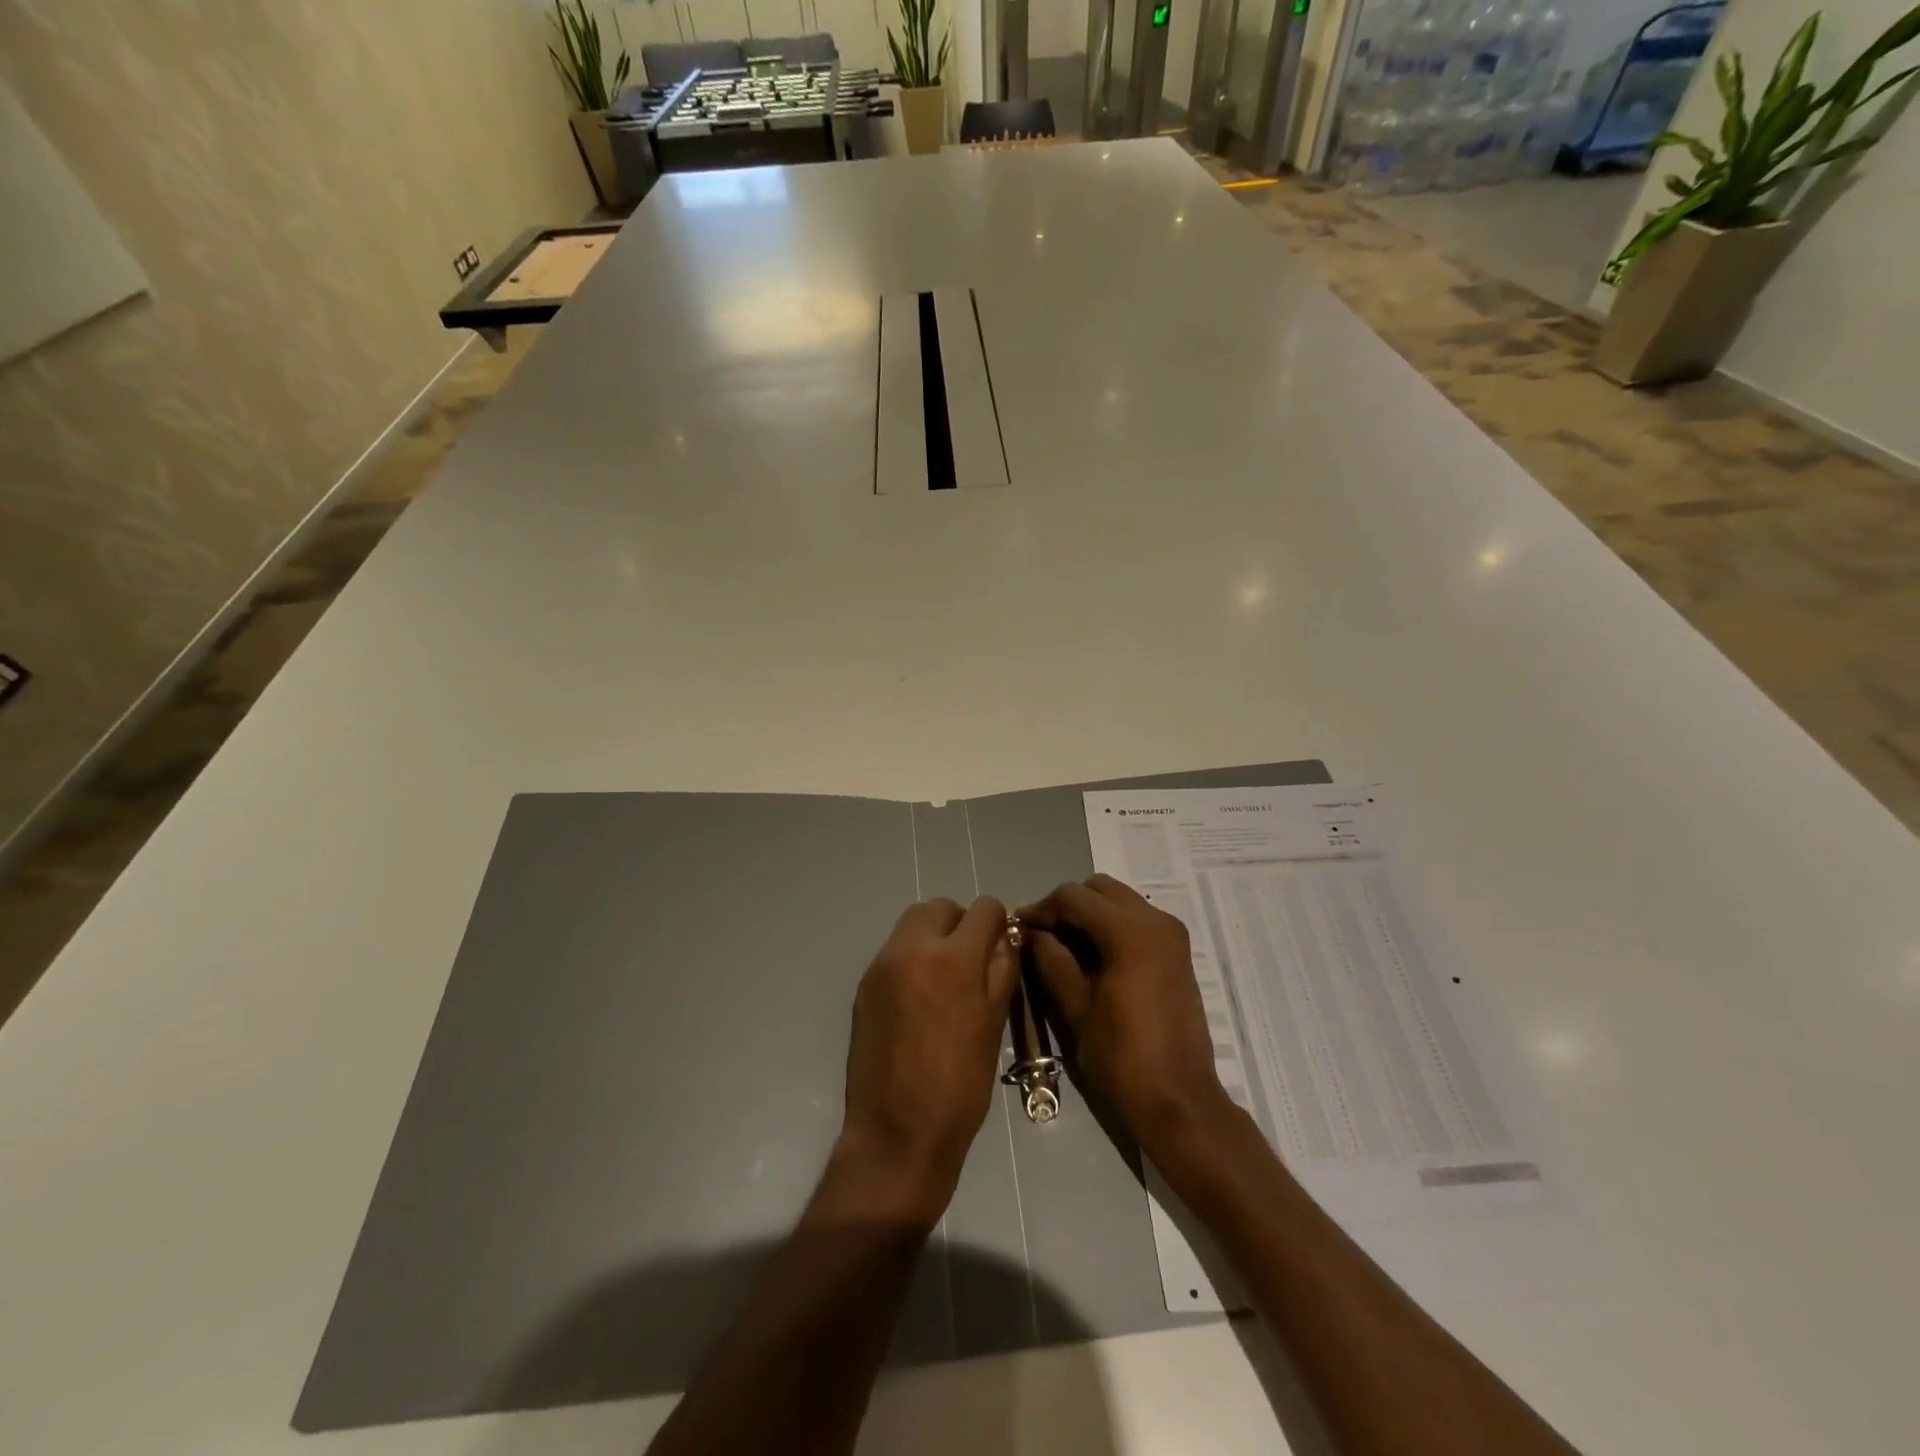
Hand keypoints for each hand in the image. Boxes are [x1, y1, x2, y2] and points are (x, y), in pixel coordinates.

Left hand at [839, 897, 1017, 1220]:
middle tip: (972, 961)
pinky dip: (912, 958)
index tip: (1000, 947)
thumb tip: (1005, 939)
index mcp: (953, 959)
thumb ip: (1002, 971)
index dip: (998, 923)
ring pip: (913, 924)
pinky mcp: (864, 985)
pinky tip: (920, 998)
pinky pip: (894, 951)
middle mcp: (912, 949)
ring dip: (934, 936)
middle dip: (961, 923)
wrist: (897, 1133)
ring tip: (945, 978)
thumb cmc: (959, 1085)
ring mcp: (882, 965)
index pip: (983, 909)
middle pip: (940, 907)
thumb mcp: (994, 1025)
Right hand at [1019, 874, 1232, 1159]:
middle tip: (1041, 934)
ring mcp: (1171, 935)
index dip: (1041, 908)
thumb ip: (1050, 959)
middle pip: (1099, 889)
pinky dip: (1109, 926)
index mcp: (1131, 932)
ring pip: (1119, 901)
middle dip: (1066, 905)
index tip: (1018, 927)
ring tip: (1061, 945)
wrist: (1179, 1101)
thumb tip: (1031, 932)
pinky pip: (1136, 920)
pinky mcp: (1176, 952)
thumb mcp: (1075, 1006)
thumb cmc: (1122, 1057)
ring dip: (1089, 914)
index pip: (1075, 897)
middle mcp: (1156, 921)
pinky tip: (1089, 956)